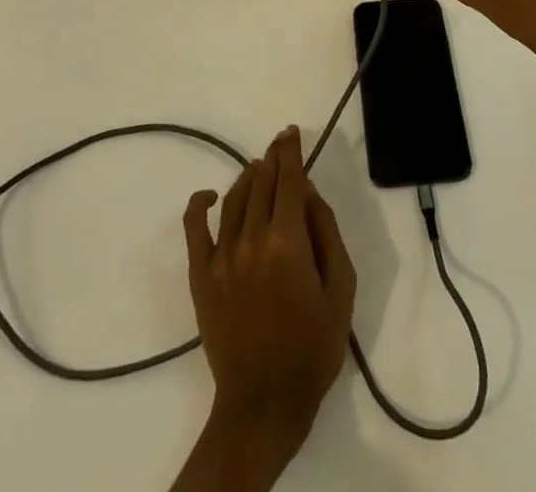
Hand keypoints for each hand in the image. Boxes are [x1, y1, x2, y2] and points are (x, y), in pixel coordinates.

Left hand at [182, 127, 356, 457]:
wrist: (264, 403)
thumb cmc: (313, 347)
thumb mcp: (340, 289)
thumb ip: (327, 234)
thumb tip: (310, 194)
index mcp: (288, 241)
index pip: (289, 180)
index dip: (290, 152)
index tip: (291, 133)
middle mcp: (252, 238)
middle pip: (262, 183)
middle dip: (273, 159)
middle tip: (279, 145)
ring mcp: (222, 256)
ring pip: (234, 198)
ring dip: (248, 176)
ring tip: (259, 167)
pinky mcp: (201, 275)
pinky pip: (194, 228)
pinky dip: (200, 204)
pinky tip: (210, 195)